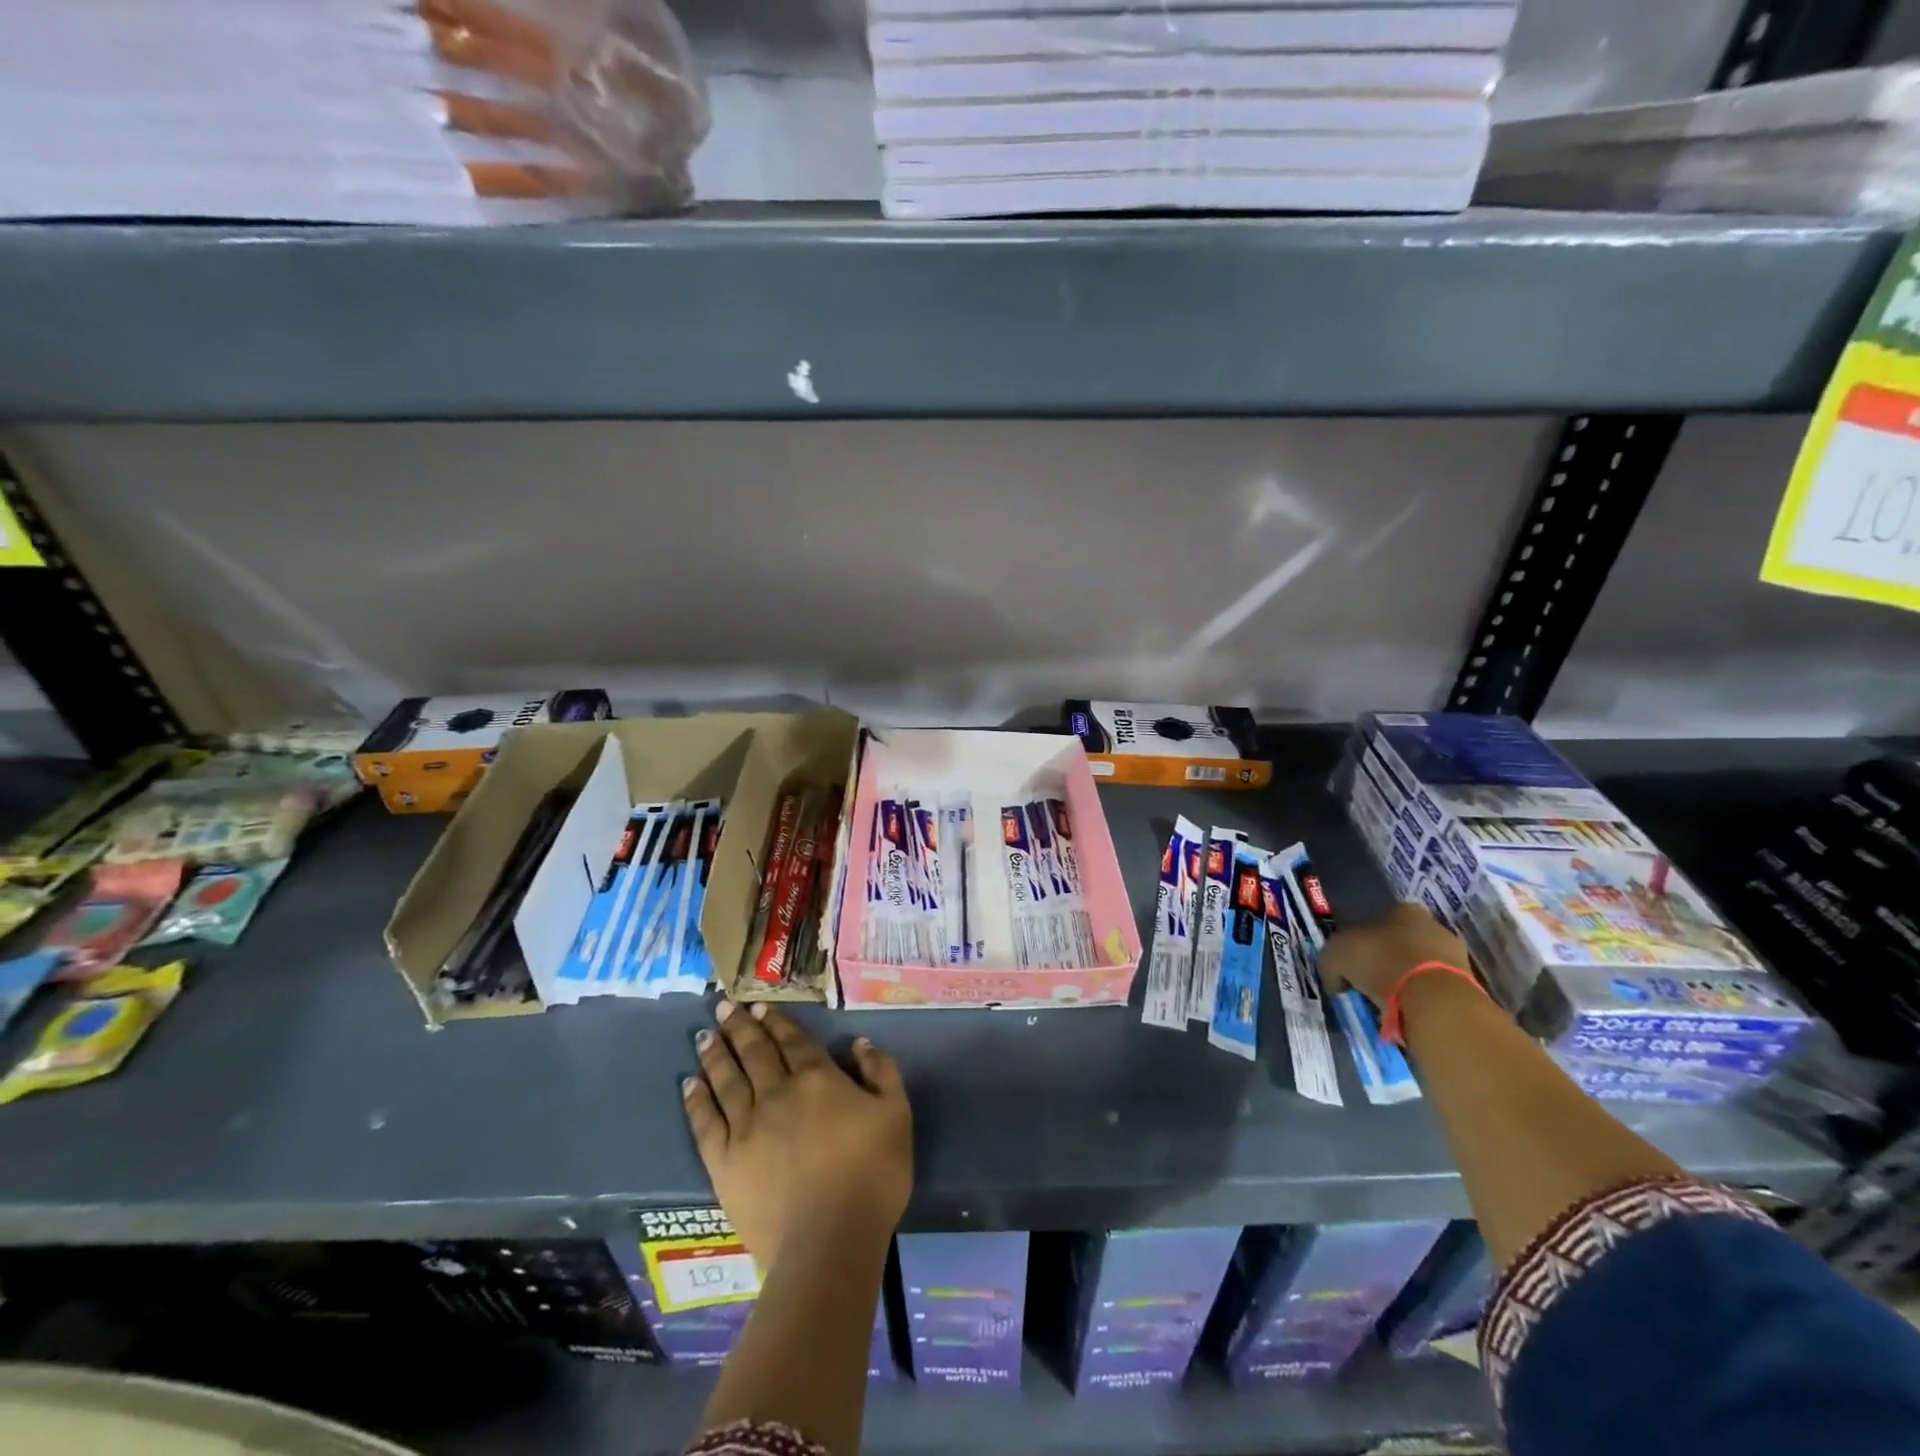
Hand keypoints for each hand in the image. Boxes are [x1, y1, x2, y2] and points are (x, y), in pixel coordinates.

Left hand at [684, 1000, 912, 1272]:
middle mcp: (777, 1093)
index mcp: (817, 1078)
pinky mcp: (725, 1163)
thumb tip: (859, 1043)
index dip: (776, 1021)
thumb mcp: (896, 1114)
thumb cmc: (872, 1175)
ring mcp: (747, 1127)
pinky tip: (690, 1085)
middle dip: (739, 1027)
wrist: (829, 1240)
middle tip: (723, 1007)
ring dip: (715, 1055)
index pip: (792, 1041)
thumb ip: (880, 1072)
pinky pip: (706, 1123)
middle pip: (754, 1052)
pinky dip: (697, 1101)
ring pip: (727, 1080)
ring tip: (703, 1035)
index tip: (759, 1005)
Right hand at [1319, 903, 1470, 1010]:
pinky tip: (1405, 1014)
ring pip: (1419, 968)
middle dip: (1385, 962)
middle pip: (1401, 943)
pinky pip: (1433, 992)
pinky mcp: (1468, 986)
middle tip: (1367, 984)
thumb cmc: (1380, 962)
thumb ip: (1333, 962)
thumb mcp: (1335, 955)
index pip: (1377, 921)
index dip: (1361, 942)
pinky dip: (1419, 1002)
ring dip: (1404, 983)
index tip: (1351, 964)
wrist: (1432, 998)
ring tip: (1386, 1005)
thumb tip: (1337, 979)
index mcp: (1402, 909)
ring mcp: (1455, 956)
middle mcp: (1432, 926)